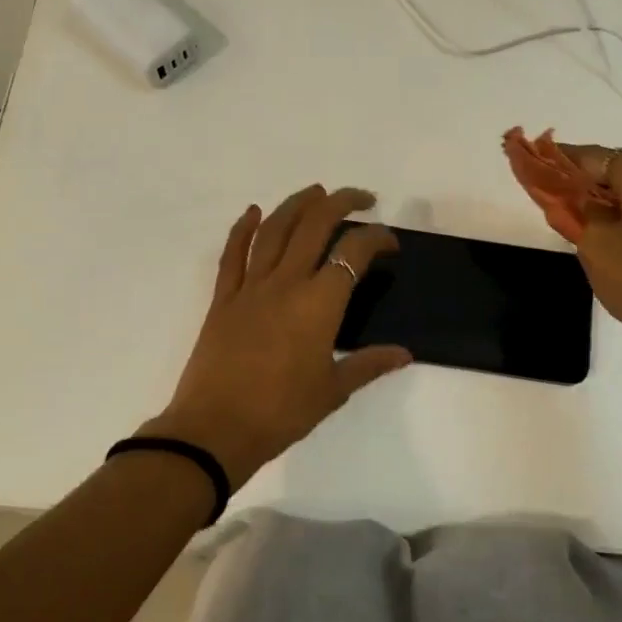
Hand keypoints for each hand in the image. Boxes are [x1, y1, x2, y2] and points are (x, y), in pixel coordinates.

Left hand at [142, 186, 412, 489]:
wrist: (216, 430)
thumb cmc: (281, 413)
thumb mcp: (333, 391)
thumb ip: (369, 364)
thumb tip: (405, 353)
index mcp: (319, 304)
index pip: (354, 252)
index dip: (377, 239)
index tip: (389, 246)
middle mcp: (286, 283)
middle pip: (314, 225)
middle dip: (340, 202)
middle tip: (361, 198)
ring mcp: (250, 287)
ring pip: (273, 230)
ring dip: (296, 204)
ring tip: (315, 192)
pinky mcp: (222, 299)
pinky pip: (232, 254)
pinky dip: (241, 229)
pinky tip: (252, 212)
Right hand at [558, 145, 621, 388]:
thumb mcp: (595, 244)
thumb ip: (576, 212)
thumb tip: (574, 198)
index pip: (593, 156)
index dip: (559, 160)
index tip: (532, 164)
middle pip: (615, 172)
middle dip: (582, 184)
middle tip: (551, 201)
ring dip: (602, 204)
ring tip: (574, 223)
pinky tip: (606, 240)